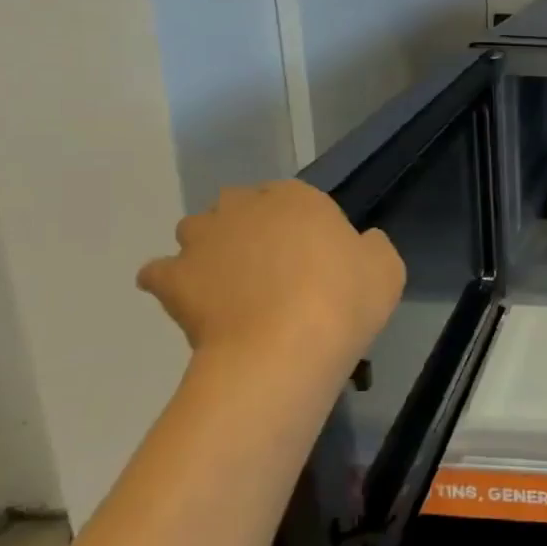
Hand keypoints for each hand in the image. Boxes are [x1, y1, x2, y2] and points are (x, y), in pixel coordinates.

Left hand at [138, 181, 404, 392]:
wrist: (285, 350)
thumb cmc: (344, 301)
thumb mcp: (386, 268)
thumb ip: (371, 247)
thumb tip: (359, 244)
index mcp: (298, 198)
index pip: (291, 195)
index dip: (299, 224)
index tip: (310, 254)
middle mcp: (245, 207)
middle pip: (239, 206)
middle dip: (248, 227)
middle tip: (270, 267)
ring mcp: (203, 240)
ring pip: (196, 231)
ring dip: (208, 249)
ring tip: (229, 285)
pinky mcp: (172, 278)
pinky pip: (160, 273)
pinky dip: (171, 283)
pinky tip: (192, 303)